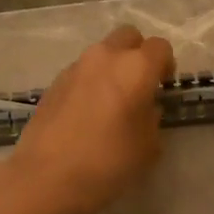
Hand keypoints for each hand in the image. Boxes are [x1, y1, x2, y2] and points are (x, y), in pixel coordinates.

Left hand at [8, 25, 175, 213]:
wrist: (47, 177)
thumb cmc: (108, 162)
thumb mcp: (148, 146)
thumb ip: (152, 118)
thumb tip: (145, 108)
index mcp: (136, 67)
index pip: (160, 47)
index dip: (166, 65)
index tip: (163, 88)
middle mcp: (105, 57)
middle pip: (128, 36)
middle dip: (138, 54)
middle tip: (139, 86)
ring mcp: (75, 67)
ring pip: (102, 52)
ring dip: (112, 68)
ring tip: (110, 102)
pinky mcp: (53, 82)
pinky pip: (81, 71)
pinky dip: (89, 82)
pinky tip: (86, 113)